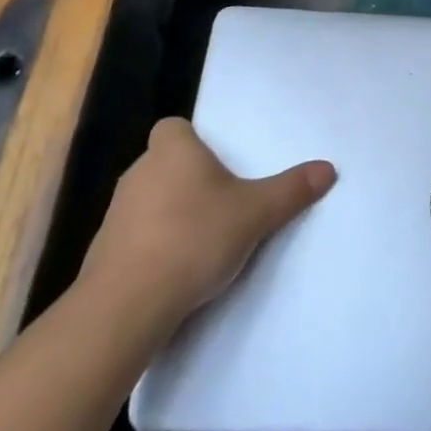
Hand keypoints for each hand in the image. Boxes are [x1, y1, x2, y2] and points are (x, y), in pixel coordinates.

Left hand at [76, 117, 335, 327]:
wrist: (127, 304)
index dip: (192, 140)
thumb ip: (291, 190)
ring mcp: (116, 212)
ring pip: (148, 200)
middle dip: (188, 179)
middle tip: (220, 202)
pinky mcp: (103, 251)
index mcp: (173, 150)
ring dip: (169, 213)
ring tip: (200, 240)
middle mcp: (139, 171)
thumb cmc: (194, 239)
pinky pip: (134, 236)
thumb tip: (328, 168)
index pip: (173, 127)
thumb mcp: (255, 213)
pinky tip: (173, 271)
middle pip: (164, 163)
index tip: (215, 162)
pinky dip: (151, 246)